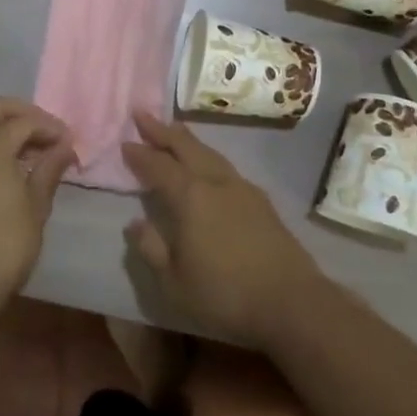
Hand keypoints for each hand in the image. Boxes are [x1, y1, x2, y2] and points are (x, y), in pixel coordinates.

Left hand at [0, 97, 75, 317]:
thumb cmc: (6, 243)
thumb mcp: (36, 205)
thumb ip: (49, 169)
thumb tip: (64, 146)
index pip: (25, 121)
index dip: (51, 127)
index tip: (70, 142)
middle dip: (23, 113)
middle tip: (48, 132)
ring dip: (5, 129)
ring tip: (34, 152)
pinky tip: (12, 170)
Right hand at [122, 111, 326, 348]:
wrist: (291, 302)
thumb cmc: (225, 294)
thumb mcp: (174, 282)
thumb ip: (152, 249)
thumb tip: (135, 223)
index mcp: (190, 197)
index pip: (158, 166)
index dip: (140, 154)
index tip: (125, 142)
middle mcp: (216, 182)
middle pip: (186, 147)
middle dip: (162, 130)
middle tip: (143, 114)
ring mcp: (243, 188)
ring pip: (210, 153)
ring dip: (188, 140)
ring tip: (175, 131)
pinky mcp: (262, 201)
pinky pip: (226, 167)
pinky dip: (208, 157)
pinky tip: (209, 167)